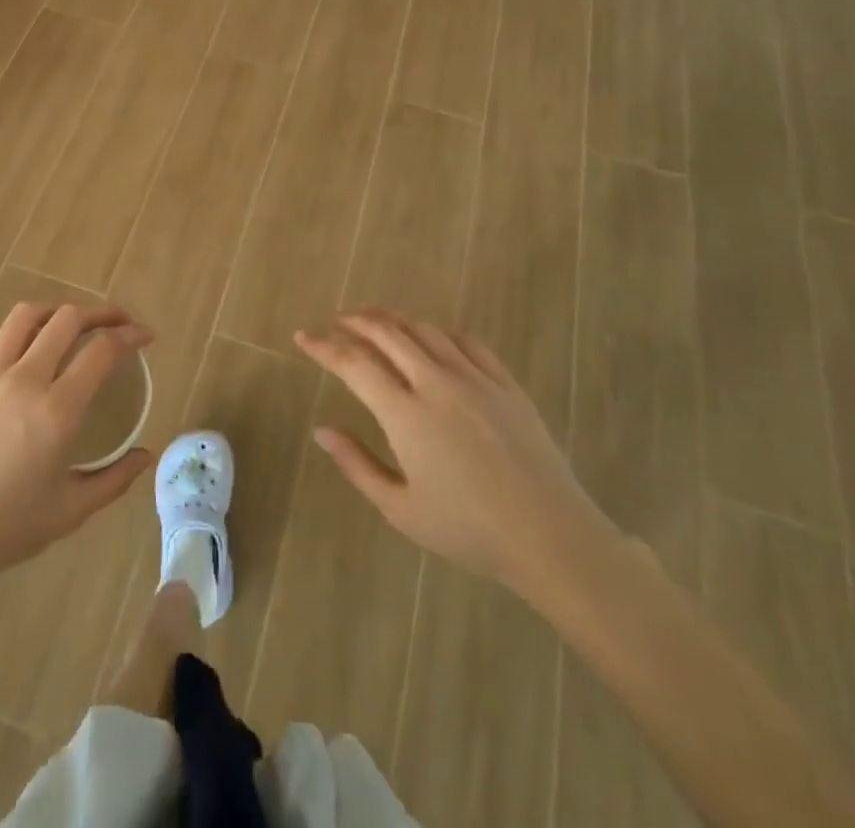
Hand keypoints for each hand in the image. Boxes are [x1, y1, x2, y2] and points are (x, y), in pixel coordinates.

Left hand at [0, 302, 152, 584]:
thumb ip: (115, 479)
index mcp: (57, 411)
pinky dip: (19, 334)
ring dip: (56, 312)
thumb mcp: (70, 512)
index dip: (130, 335)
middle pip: (67, 319)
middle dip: (100, 312)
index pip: (102, 350)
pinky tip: (26, 350)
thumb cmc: (6, 528)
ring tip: (70, 325)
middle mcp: (24, 381)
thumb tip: (146, 455)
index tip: (145, 335)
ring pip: (25, 317)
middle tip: (117, 323)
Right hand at [296, 309, 620, 610]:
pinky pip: (467, 341)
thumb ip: (357, 465)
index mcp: (406, 414)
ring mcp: (475, 379)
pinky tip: (433, 338)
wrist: (550, 536)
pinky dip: (440, 332)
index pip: (354, 364)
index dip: (324, 347)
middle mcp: (436, 383)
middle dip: (357, 321)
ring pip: (425, 330)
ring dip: (394, 319)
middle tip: (338, 321)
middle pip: (388, 333)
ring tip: (376, 320)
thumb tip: (322, 430)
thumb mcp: (401, 509)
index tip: (304, 336)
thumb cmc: (469, 530)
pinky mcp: (505, 383)